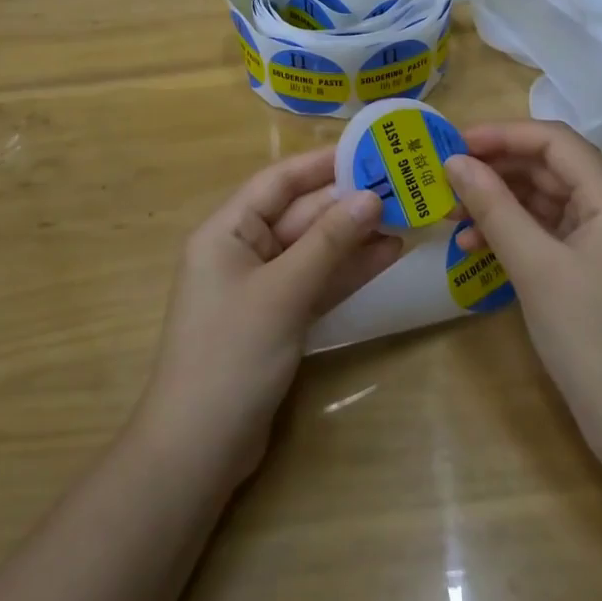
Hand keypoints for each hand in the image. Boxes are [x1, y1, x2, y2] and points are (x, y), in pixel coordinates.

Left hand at [136, 149, 403, 489]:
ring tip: (403, 219)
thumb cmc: (231, 355)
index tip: (366, 149)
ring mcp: (260, 287)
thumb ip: (328, 243)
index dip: (321, 163)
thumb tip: (370, 197)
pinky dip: (346, 271)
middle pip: (299, 215)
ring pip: (312, 249)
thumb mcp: (283, 291)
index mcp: (226, 230)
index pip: (278, 181)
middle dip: (346, 203)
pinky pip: (315, 282)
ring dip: (353, 237)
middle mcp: (241, 250)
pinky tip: (385, 257)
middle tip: (399, 187)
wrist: (197, 451)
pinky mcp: (276, 319)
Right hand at [447, 121, 601, 455]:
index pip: (553, 141)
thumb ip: (494, 207)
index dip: (502, 134)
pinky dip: (512, 234)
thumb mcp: (535, 266)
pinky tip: (475, 248)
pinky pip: (547, 233)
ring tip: (451, 217)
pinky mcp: (593, 270)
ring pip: (544, 201)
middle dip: (495, 170)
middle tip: (445, 181)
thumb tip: (454, 162)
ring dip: (498, 204)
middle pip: (548, 168)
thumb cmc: (591, 337)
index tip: (455, 144)